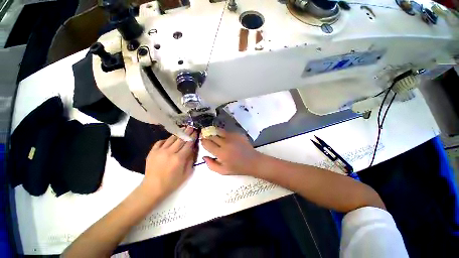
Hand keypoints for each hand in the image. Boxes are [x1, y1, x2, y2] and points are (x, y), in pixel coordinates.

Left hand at [141, 127, 196, 198]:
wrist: (152, 188)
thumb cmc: (172, 183)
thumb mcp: (186, 173)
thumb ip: (191, 159)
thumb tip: (194, 148)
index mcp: (179, 158)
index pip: (188, 144)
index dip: (193, 137)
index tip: (196, 132)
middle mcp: (170, 152)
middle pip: (180, 139)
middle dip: (187, 132)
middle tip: (191, 127)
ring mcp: (159, 151)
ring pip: (171, 138)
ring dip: (178, 133)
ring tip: (183, 129)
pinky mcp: (152, 152)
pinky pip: (161, 141)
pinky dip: (166, 139)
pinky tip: (170, 140)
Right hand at [201, 129, 261, 175]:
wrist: (252, 161)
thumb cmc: (237, 168)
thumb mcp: (223, 171)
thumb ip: (211, 165)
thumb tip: (204, 156)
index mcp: (221, 153)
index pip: (207, 144)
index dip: (203, 141)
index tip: (202, 141)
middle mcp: (225, 143)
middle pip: (212, 136)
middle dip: (207, 136)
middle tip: (206, 137)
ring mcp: (232, 137)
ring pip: (219, 131)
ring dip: (214, 133)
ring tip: (214, 135)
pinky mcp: (237, 134)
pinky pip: (227, 132)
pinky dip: (223, 133)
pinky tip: (224, 137)